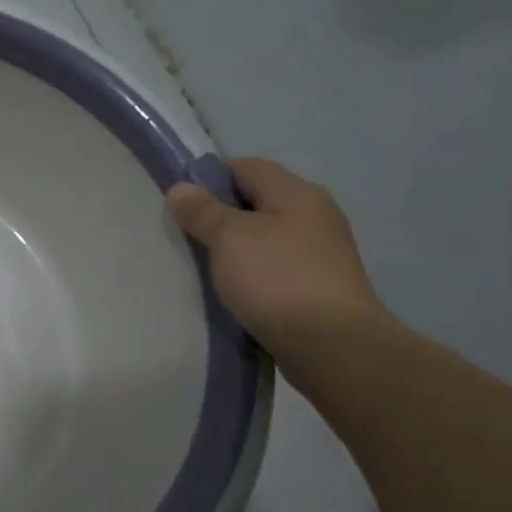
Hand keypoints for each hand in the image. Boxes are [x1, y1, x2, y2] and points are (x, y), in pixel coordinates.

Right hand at [167, 157, 385, 363]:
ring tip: (205, 264)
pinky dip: (253, 270)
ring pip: (267, 235)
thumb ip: (202, 211)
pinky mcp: (320, 285)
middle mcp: (315, 214)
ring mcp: (322, 251)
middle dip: (221, 212)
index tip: (180, 199)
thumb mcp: (229, 238)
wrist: (331, 344)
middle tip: (187, 233)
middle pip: (259, 200)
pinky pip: (276, 265)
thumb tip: (180, 188)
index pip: (247, 166)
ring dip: (237, 244)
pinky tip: (234, 288)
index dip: (210, 176)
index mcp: (297, 193)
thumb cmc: (276, 279)